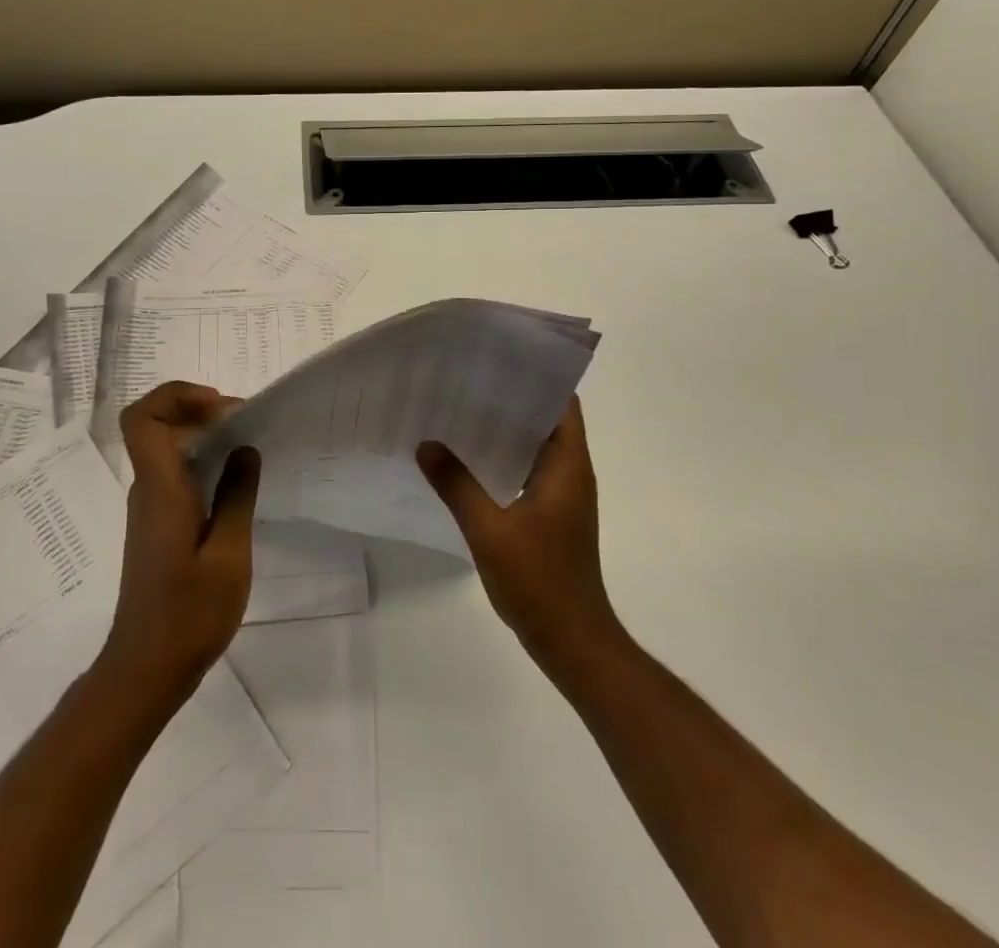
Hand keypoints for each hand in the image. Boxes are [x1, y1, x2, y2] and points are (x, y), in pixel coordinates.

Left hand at [98, 382, 260, 703]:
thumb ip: (237, 496)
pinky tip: (233, 482)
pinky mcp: (156, 526)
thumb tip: (244, 449)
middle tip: (244, 420)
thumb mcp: (228, 555)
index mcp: (160, 489)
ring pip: (165, 449)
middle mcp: (148, 490)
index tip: (219, 406)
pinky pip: (173, 474)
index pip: (142, 418)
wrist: (146, 669)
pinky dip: (200, 461)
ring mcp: (149, 509)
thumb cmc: (189, 614)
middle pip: (155, 426)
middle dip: (197, 410)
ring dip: (201, 435)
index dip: (175, 396)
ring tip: (246, 445)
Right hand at [416, 397, 623, 673]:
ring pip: (532, 446)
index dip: (536, 375)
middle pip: (544, 419)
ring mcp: (561, 496)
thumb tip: (426, 444)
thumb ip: (456, 485)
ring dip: (502, 429)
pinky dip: (500, 458)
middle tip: (463, 378)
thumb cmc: (540, 581)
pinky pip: (524, 471)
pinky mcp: (549, 515)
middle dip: (509, 397)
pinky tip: (463, 459)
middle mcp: (569, 472)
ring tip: (457, 409)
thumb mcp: (490, 530)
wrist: (573, 642)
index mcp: (568, 465)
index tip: (498, 358)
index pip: (561, 402)